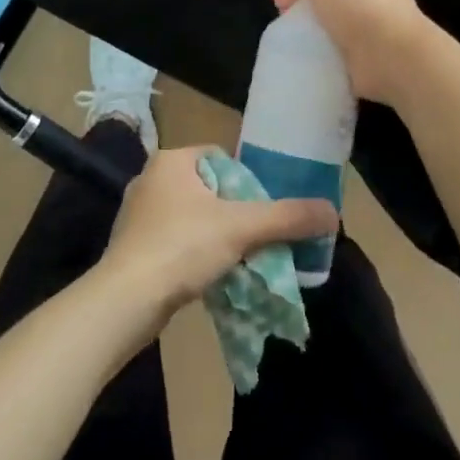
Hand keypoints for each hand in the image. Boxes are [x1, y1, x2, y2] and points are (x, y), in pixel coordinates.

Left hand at [99, 148, 337, 318]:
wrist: (125, 301)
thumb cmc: (181, 247)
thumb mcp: (241, 228)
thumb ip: (287, 218)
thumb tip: (333, 212)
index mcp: (172, 160)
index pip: (221, 158)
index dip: (247, 182)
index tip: (263, 209)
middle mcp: (150, 178)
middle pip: (208, 189)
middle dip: (233, 212)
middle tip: (255, 237)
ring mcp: (137, 213)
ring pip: (190, 217)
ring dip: (213, 235)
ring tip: (237, 259)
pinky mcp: (131, 246)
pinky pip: (173, 241)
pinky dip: (192, 254)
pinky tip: (207, 276)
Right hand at [270, 0, 439, 106]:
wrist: (393, 57)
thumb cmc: (361, 3)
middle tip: (284, 3)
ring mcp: (369, 5)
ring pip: (324, 0)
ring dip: (305, 11)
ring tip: (290, 22)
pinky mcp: (364, 34)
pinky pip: (331, 26)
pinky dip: (316, 32)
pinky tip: (304, 38)